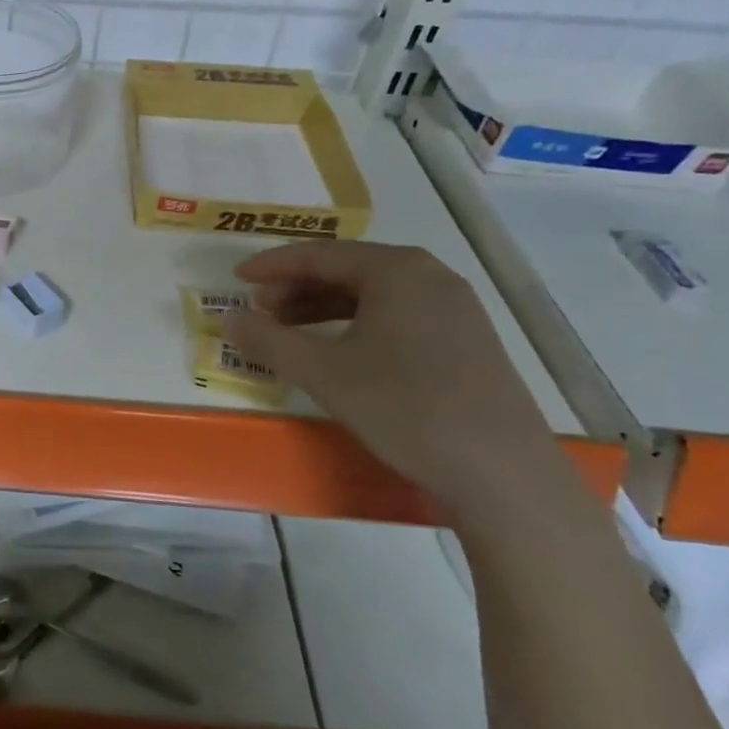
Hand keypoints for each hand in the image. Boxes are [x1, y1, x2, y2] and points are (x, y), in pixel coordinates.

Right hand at [222, 241, 567, 515]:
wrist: (502, 473)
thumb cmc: (404, 407)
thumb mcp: (322, 372)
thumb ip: (267, 340)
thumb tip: (227, 318)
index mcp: (397, 270)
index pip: (320, 255)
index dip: (272, 266)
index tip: (236, 279)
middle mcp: (430, 277)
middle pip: (348, 270)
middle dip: (297, 288)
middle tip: (260, 311)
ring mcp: (455, 310)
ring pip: (373, 295)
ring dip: (324, 308)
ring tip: (289, 332)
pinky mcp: (466, 342)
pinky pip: (397, 317)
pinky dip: (356, 325)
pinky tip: (340, 353)